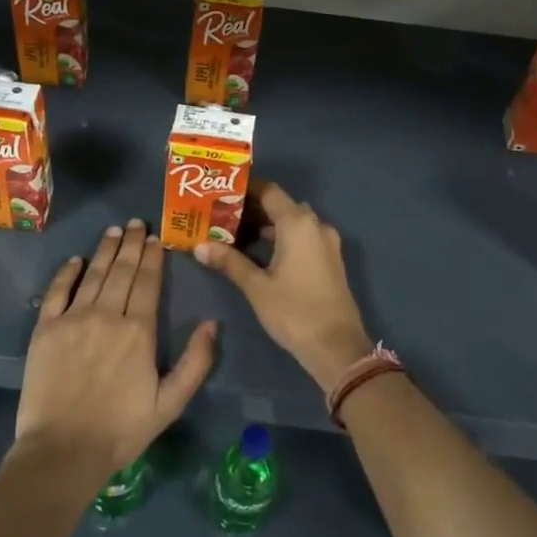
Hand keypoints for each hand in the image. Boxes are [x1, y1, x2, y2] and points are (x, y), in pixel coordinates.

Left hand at [15, 219, 216, 484]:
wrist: (63, 450)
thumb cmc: (121, 430)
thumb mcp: (170, 403)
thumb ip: (196, 362)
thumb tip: (212, 323)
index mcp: (139, 331)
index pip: (148, 282)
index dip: (153, 257)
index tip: (156, 238)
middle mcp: (107, 315)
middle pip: (122, 270)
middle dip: (131, 244)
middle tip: (136, 223)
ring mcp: (73, 319)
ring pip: (93, 274)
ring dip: (105, 249)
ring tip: (114, 230)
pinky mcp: (45, 329)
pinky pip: (56, 291)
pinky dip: (67, 272)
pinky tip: (76, 260)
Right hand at [193, 181, 372, 391]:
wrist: (337, 347)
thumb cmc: (294, 311)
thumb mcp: (256, 287)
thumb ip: (229, 261)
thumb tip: (199, 246)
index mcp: (298, 223)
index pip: (269, 191)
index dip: (245, 189)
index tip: (221, 192)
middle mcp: (315, 225)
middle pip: (281, 205)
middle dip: (253, 207)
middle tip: (222, 214)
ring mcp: (326, 242)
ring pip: (293, 222)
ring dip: (268, 224)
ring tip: (235, 232)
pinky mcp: (330, 260)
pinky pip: (303, 236)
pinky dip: (282, 237)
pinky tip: (260, 251)